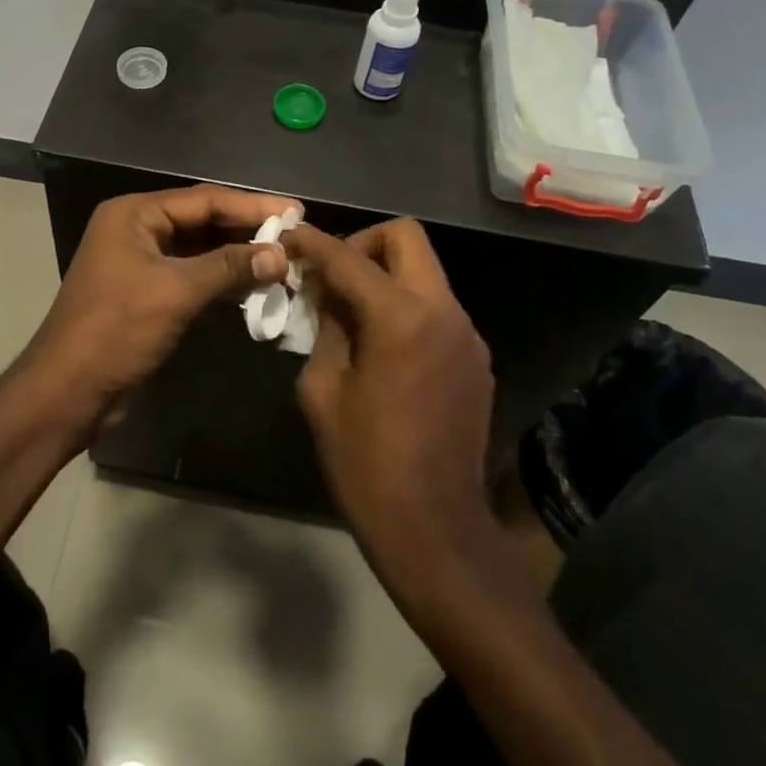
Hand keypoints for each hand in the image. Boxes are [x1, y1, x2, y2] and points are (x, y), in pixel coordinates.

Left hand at [15, 186, 295, 446]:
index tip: (295, 211)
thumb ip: (229, 267)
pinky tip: (257, 290)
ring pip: (201, 252)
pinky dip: (224, 283)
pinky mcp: (149, 295)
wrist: (69, 390)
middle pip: (204, 222)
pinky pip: (194, 279)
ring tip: (286, 264)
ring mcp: (143, 264)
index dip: (252, 206)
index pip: (204, 199)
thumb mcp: (176, 292)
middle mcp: (138, 230)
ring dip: (240, 259)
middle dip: (248, 232)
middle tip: (296, 238)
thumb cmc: (116, 330)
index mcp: (135, 215)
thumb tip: (281, 255)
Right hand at [282, 220, 498, 580]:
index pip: (349, 257)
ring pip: (425, 273)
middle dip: (363, 243)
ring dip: (385, 277)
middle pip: (407, 238)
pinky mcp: (476, 360)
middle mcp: (444, 312)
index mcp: (401, 317)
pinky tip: (382, 348)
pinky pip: (436, 310)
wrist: (434, 528)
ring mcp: (468, 335)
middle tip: (331, 275)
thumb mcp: (323, 389)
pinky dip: (405, 309)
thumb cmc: (365, 462)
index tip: (289, 236)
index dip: (314, 242)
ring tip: (351, 314)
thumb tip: (325, 294)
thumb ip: (325, 327)